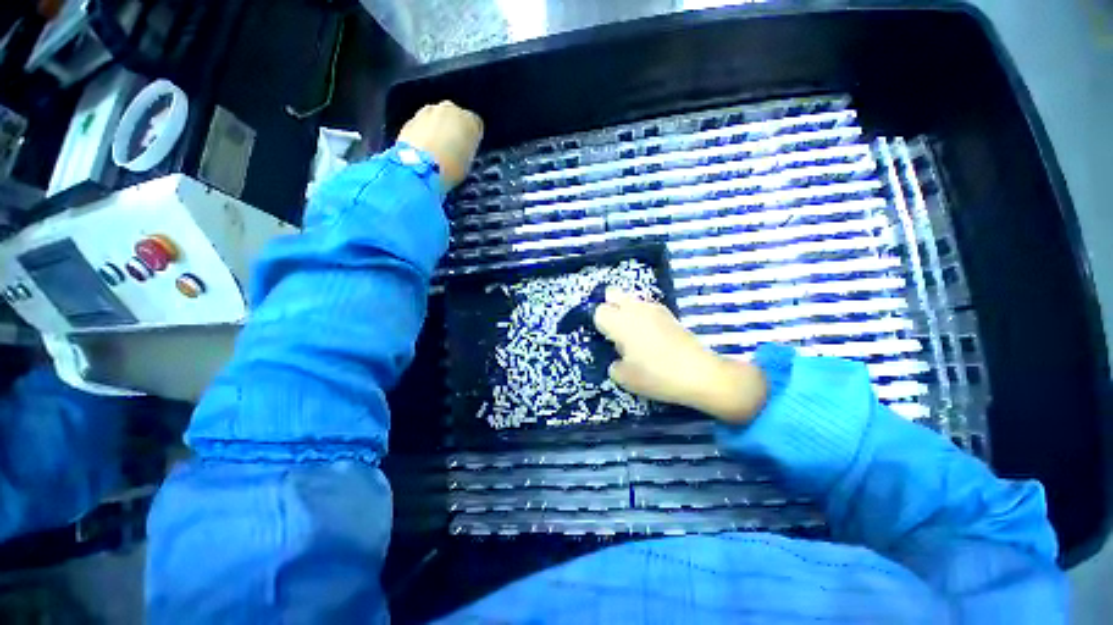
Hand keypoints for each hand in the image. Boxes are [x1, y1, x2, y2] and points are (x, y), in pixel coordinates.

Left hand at [397, 101, 483, 190]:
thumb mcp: (468, 163)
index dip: (471, 138)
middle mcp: (450, 109)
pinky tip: (422, 150)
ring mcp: (428, 111)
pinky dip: (422, 134)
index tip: (468, 149)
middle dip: (453, 129)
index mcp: (469, 120)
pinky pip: (421, 125)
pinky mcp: (410, 119)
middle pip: (455, 117)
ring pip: (436, 118)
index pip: (476, 125)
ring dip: (436, 129)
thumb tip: (460, 151)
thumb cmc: (451, 168)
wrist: (419, 168)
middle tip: (451, 148)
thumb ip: (466, 150)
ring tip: (435, 150)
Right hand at [593, 288, 768, 423]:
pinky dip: (643, 315)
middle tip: (615, 329)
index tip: (607, 339)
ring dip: (627, 310)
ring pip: (631, 299)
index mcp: (620, 322)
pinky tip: (652, 335)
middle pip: (613, 293)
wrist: (699, 373)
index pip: (599, 311)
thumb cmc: (656, 375)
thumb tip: (619, 357)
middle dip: (610, 306)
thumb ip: (614, 365)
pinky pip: (647, 307)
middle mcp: (635, 309)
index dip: (600, 324)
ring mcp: (654, 308)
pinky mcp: (669, 313)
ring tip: (634, 334)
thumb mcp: (625, 379)